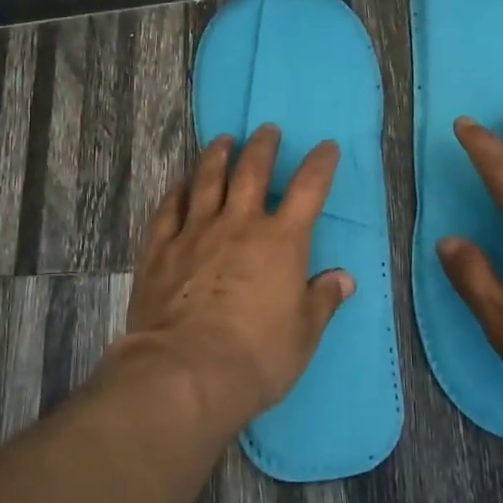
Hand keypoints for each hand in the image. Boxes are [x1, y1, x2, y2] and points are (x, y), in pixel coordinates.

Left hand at [120, 125, 354, 428]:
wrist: (186, 373)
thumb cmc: (257, 356)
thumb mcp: (304, 334)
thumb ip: (322, 300)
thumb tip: (343, 279)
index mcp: (281, 241)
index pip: (308, 189)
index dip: (320, 164)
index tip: (327, 147)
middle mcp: (238, 225)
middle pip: (252, 171)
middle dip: (263, 146)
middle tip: (267, 130)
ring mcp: (195, 233)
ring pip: (206, 180)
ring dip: (217, 155)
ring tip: (222, 140)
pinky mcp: (159, 250)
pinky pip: (167, 209)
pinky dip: (175, 191)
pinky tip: (179, 182)